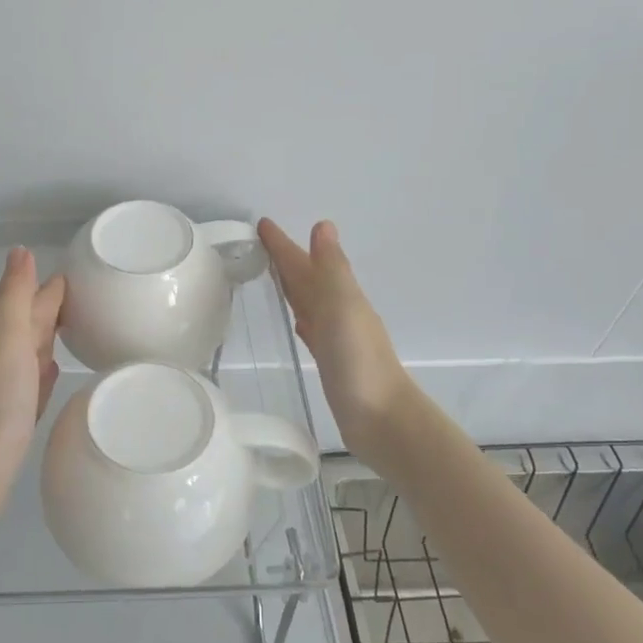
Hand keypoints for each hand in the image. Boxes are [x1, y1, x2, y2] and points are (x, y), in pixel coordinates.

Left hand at [0, 247, 66, 535]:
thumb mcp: (6, 341)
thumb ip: (14, 298)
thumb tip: (20, 248)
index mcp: (5, 339)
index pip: (32, 302)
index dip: (51, 286)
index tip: (80, 270)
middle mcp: (6, 360)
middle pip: (33, 326)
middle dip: (54, 307)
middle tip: (87, 294)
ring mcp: (10, 393)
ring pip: (35, 355)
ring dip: (51, 338)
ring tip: (76, 326)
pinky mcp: (17, 422)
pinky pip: (36, 388)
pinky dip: (46, 375)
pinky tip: (54, 373)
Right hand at [259, 218, 412, 437]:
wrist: (382, 419)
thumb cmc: (359, 361)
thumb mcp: (343, 307)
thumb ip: (331, 268)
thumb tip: (323, 225)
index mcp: (340, 295)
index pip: (305, 263)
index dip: (285, 245)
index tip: (262, 223)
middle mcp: (338, 312)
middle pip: (307, 279)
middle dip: (287, 260)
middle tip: (260, 243)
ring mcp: (336, 338)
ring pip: (308, 302)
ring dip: (293, 287)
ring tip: (272, 275)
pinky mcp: (331, 362)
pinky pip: (311, 330)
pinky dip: (302, 320)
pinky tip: (298, 323)